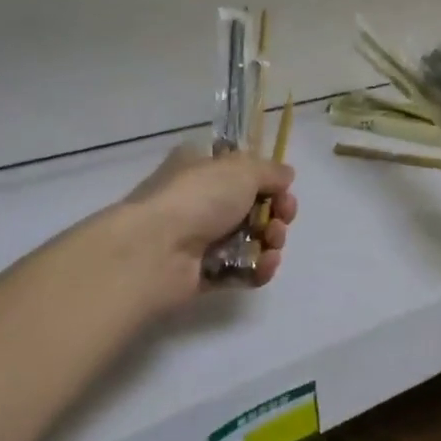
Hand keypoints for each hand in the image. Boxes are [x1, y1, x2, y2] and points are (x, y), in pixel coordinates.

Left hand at [122, 143, 297, 306]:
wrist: (155, 250)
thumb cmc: (197, 197)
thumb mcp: (241, 169)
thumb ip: (270, 171)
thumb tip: (286, 176)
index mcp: (201, 166)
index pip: (239, 169)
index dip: (265, 179)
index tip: (283, 188)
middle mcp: (199, 200)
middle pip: (250, 206)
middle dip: (275, 212)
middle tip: (282, 217)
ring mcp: (199, 239)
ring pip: (250, 239)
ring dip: (271, 240)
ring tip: (271, 242)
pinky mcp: (202, 274)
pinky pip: (240, 270)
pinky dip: (258, 268)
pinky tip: (265, 264)